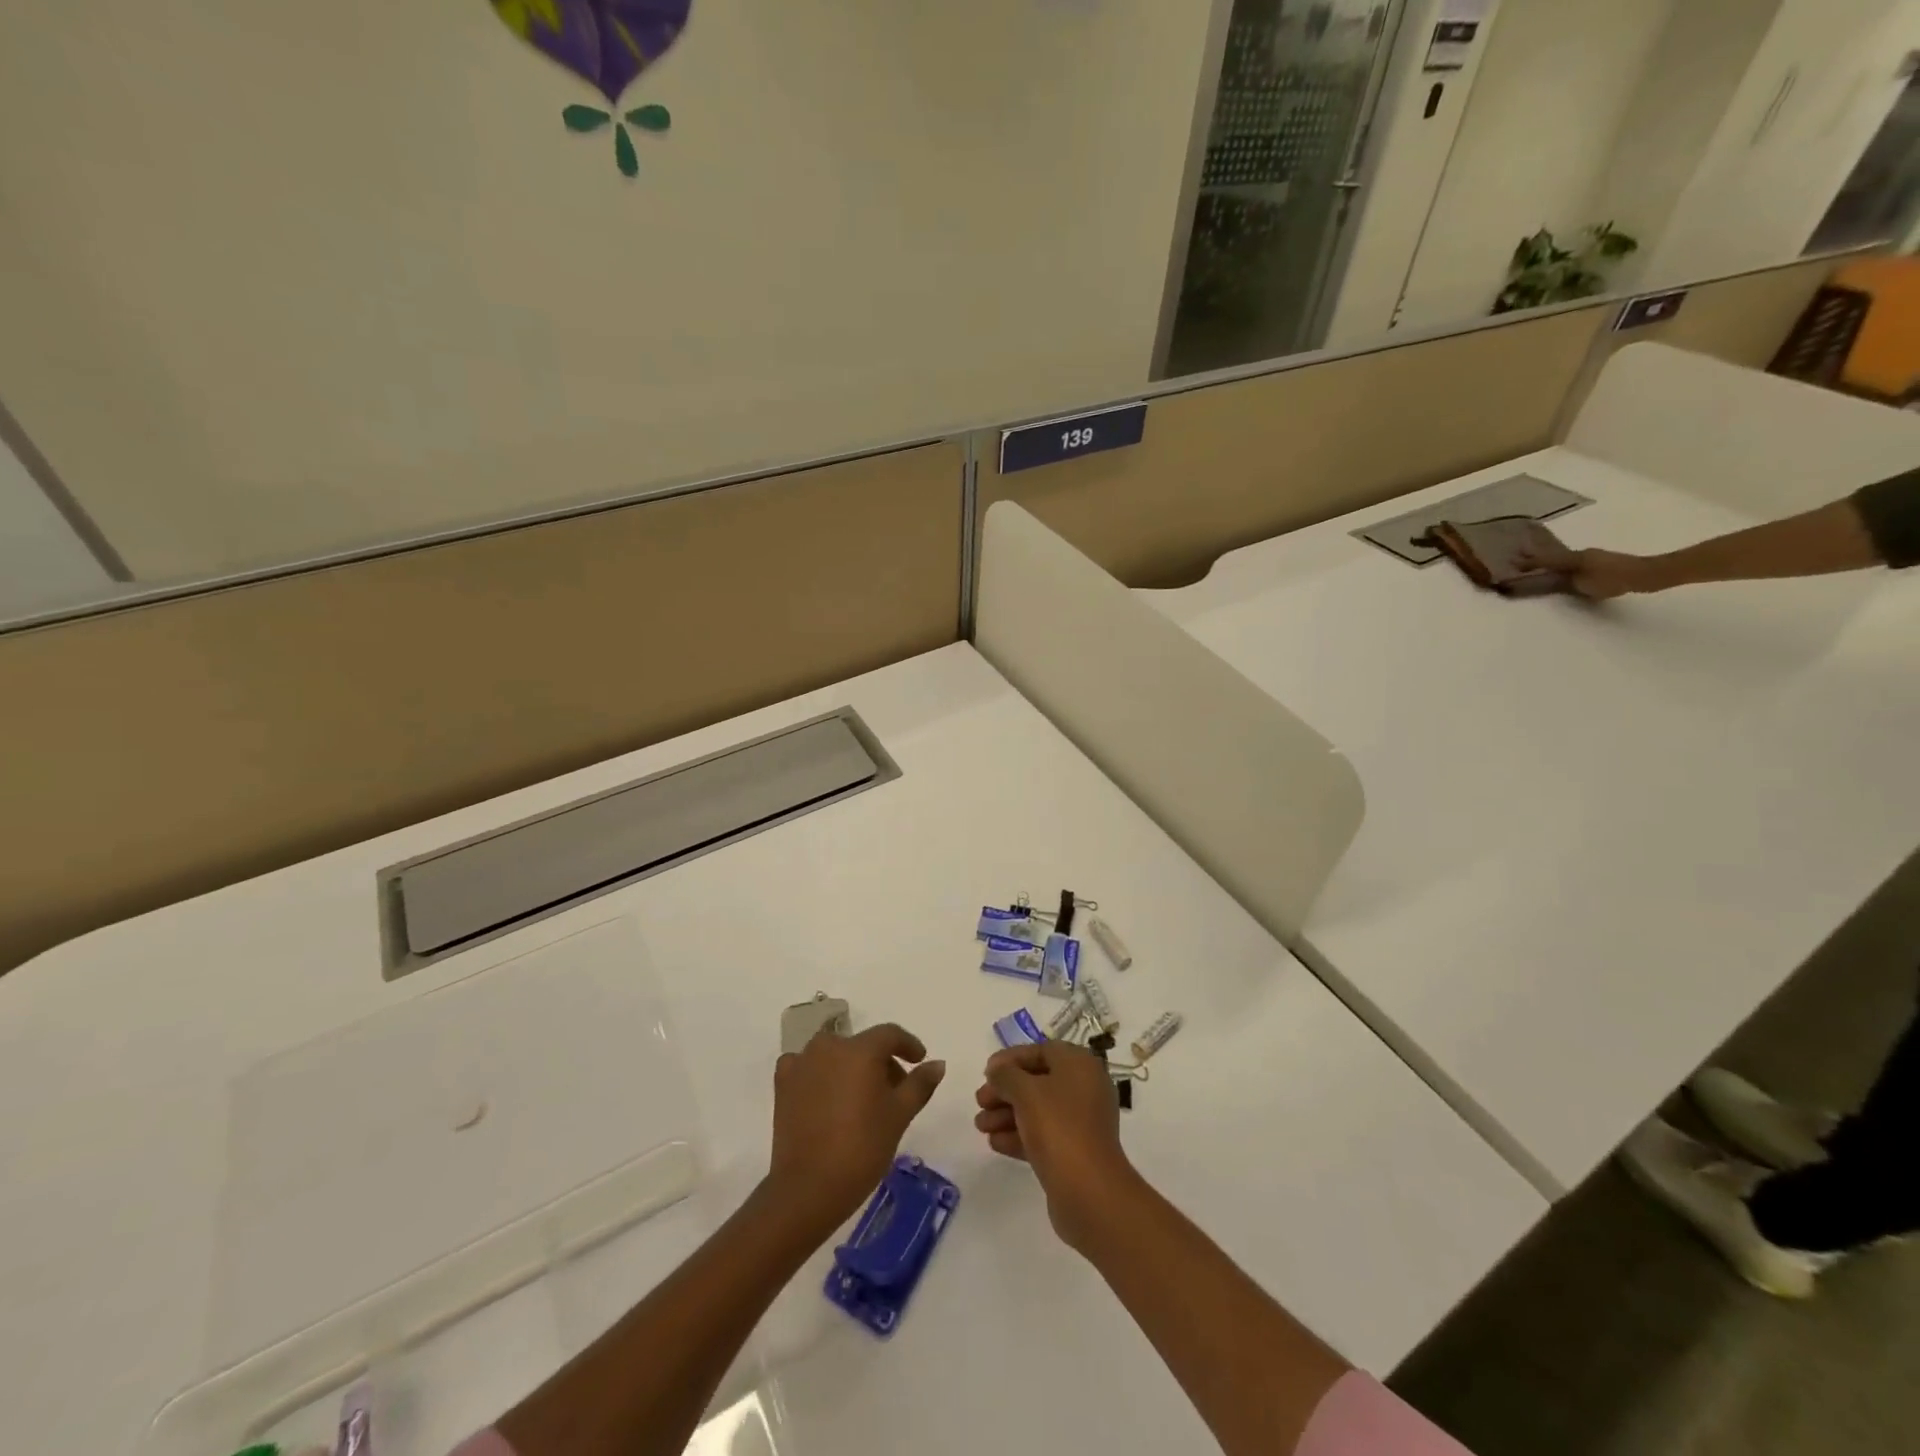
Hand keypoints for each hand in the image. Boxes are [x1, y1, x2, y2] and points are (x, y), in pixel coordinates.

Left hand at [768, 1023, 945, 1236]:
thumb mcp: (900, 1115)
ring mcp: (802, 1063)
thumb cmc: (862, 1147)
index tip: (919, 1061)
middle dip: (882, 1063)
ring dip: (852, 1069)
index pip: (890, 1034)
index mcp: (860, 1049)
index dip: (908, 1045)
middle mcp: (829, 1046)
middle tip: (894, 1093)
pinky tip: (828, 1100)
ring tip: (862, 1100)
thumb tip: (937, 1063)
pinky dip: (821, 1076)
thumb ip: (920, 1083)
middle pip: (863, 1046)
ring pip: (836, 1055)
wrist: (808, 1188)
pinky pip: (808, 1068)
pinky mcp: (783, 1083)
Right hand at [974, 1042, 1135, 1251]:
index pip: (1041, 1051)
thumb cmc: (1058, 1127)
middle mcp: (1084, 1089)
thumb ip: (1006, 1075)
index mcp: (1080, 1065)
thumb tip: (997, 1071)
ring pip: (1037, 1110)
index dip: (1011, 1059)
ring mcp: (1080, 1122)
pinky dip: (1018, 1135)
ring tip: (980, 1126)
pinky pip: (1042, 1135)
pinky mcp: (1074, 1152)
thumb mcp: (1025, 1091)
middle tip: (980, 1101)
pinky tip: (994, 1143)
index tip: (987, 1071)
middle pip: (1037, 1081)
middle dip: (1005, 1090)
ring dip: (1006, 1114)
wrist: (1089, 1192)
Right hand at [1514, 539, 1667, 599]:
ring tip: (1535, 562)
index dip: (1528, 562)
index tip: (1510, 562)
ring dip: (1548, 559)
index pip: (1545, 560)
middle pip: (1552, 556)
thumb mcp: (1584, 583)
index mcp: (1574, 558)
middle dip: (1535, 556)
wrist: (1647, 575)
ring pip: (1563, 558)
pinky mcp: (1600, 563)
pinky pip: (1573, 563)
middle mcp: (1581, 554)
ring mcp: (1592, 558)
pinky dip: (1561, 564)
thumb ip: (1563, 580)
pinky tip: (1561, 569)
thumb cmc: (1614, 579)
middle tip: (1517, 555)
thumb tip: (1547, 578)